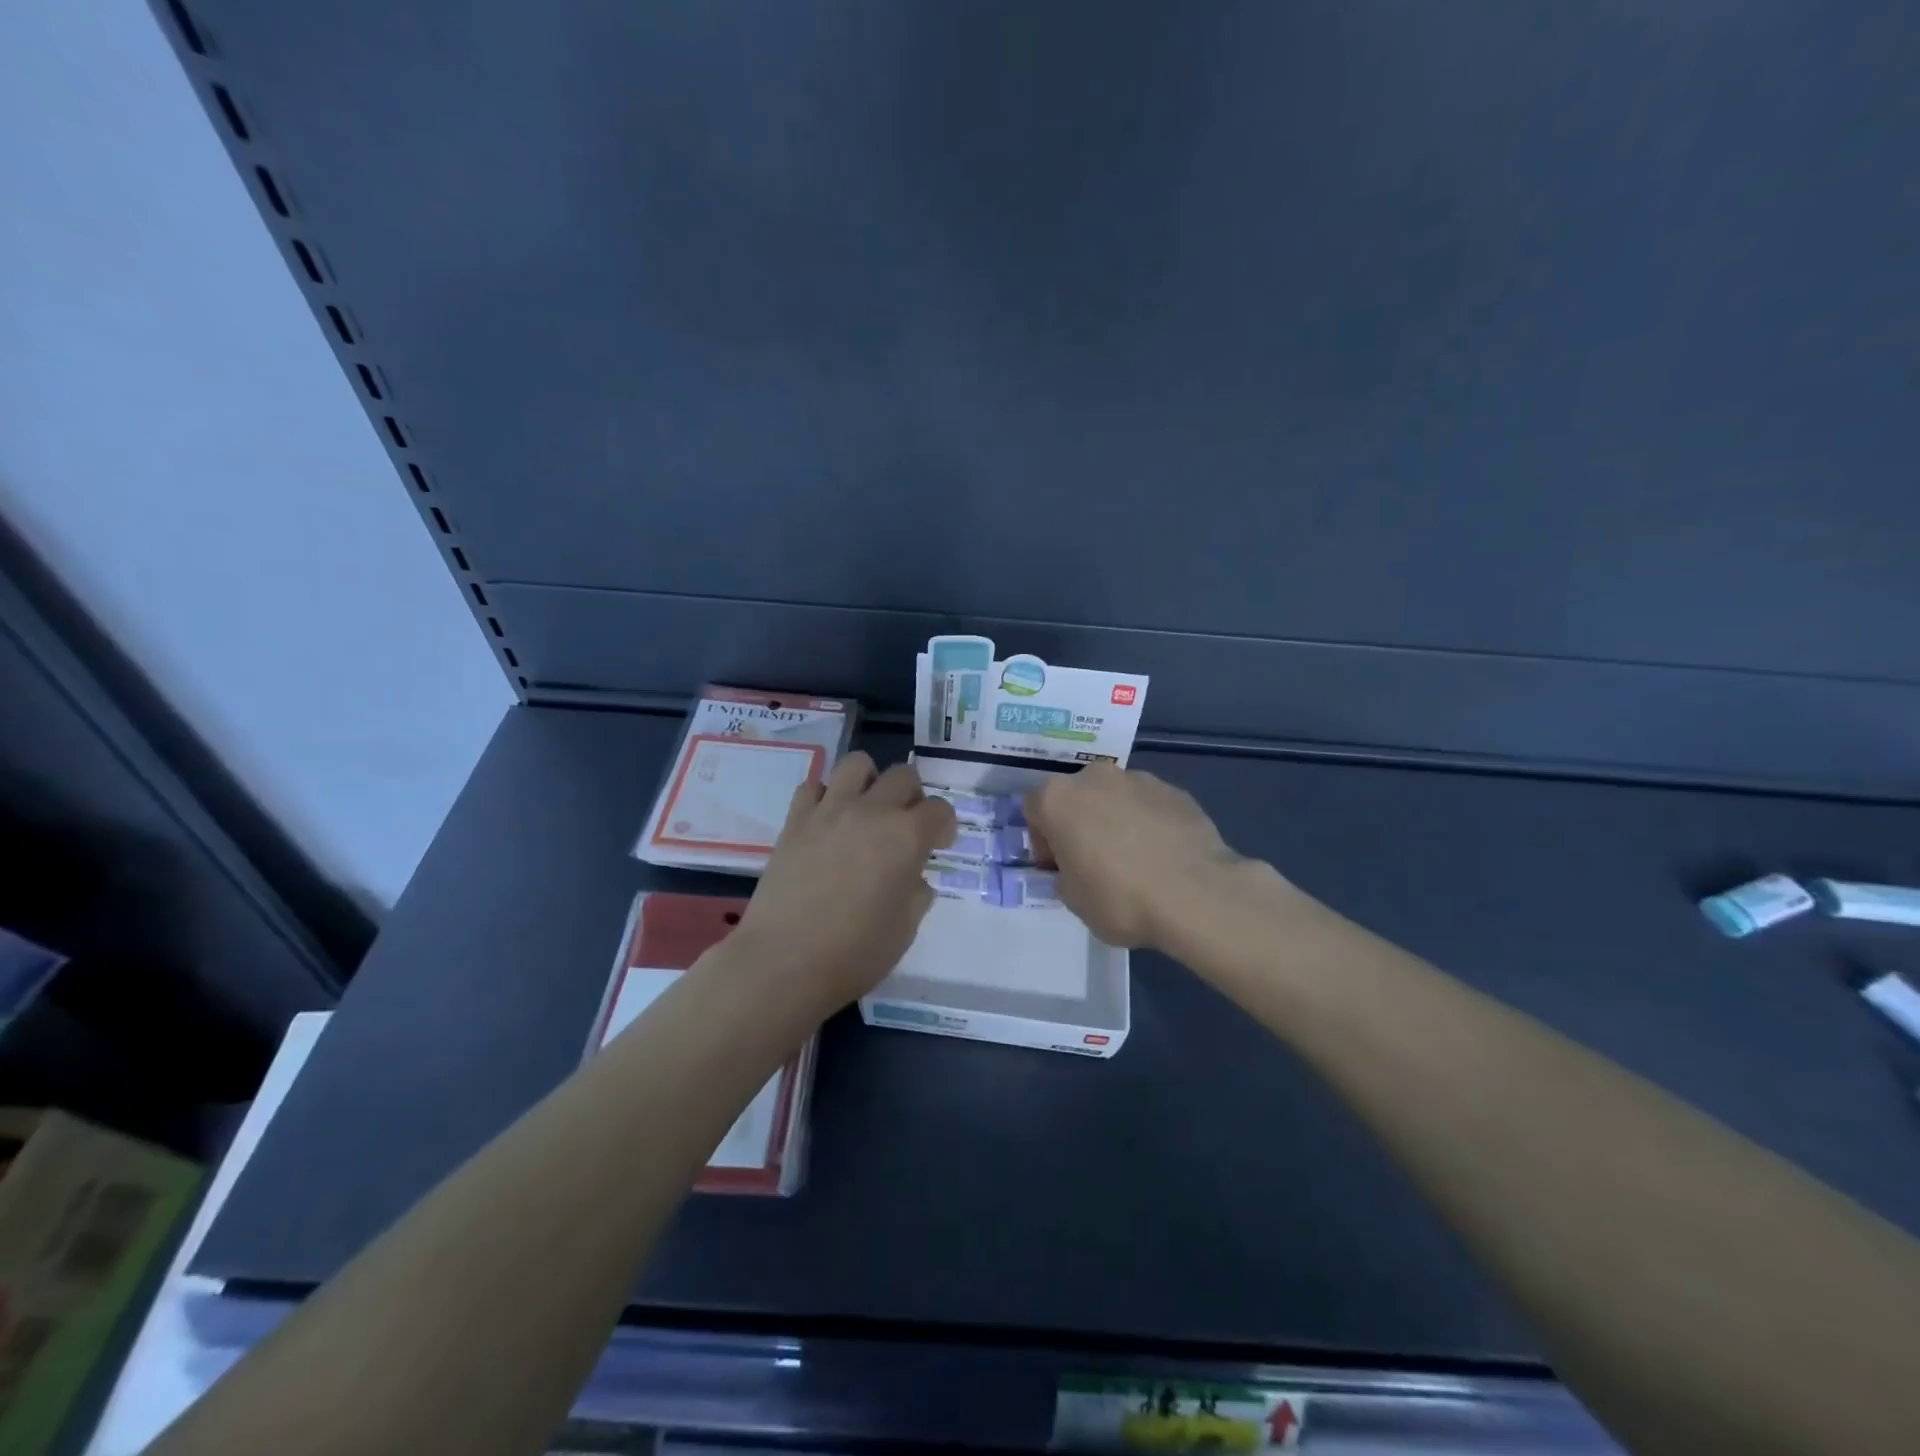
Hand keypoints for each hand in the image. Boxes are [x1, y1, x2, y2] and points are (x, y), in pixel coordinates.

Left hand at [732, 753, 956, 1010]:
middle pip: (903, 775)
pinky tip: (827, 821)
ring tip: (866, 809)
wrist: (783, 963)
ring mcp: (829, 810)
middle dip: (913, 796)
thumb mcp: (905, 929)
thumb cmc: (855, 953)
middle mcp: (871, 811)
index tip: (937, 845)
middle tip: (905, 825)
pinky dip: (825, 795)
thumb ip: (916, 893)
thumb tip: (912, 877)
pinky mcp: (795, 820)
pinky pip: (813, 785)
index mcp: (906, 837)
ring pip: (857, 764)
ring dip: (870, 781)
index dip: (944, 826)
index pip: (940, 809)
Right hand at [1023, 763, 1254, 949]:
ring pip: (1113, 797)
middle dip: (1079, 823)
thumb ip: (1064, 874)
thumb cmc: (1120, 898)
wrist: (1197, 894)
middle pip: (1075, 796)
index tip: (1059, 867)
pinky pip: (1148, 805)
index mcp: (1058, 798)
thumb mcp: (1072, 899)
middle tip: (1092, 861)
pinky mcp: (1175, 790)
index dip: (1042, 840)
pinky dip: (1148, 822)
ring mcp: (1138, 779)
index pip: (1034, 809)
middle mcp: (1094, 777)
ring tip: (1134, 859)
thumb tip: (1077, 867)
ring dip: (1114, 819)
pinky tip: (1162, 856)